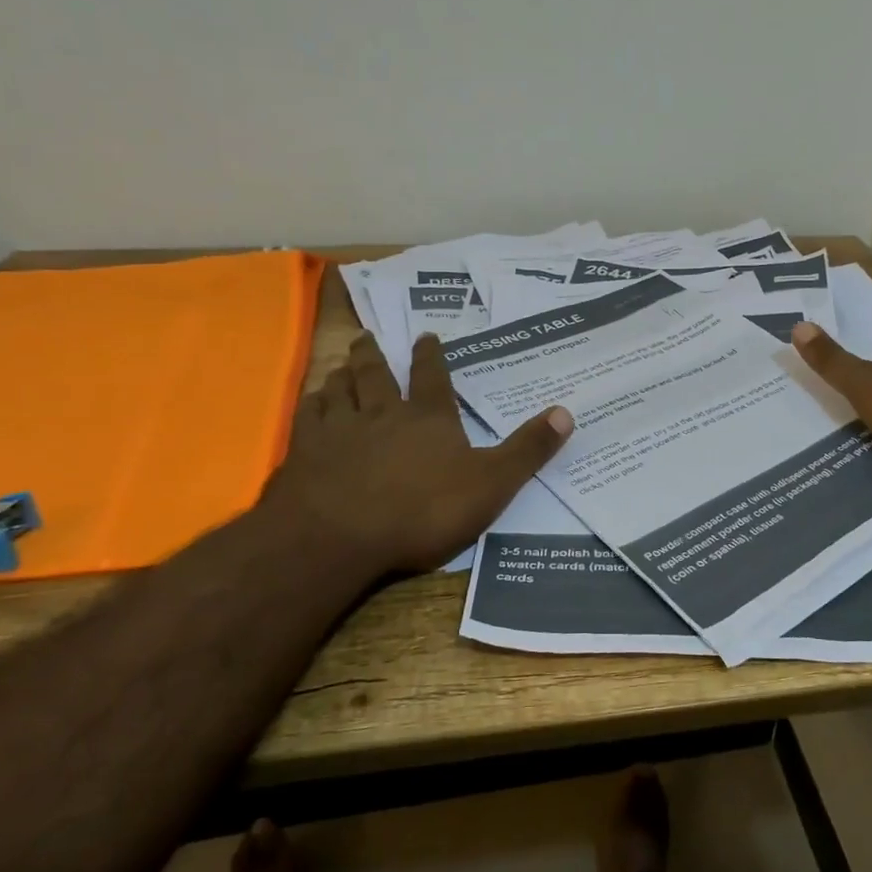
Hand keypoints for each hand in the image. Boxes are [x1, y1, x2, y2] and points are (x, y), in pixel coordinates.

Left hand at [263, 331, 571, 574]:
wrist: (340, 536)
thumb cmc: (422, 510)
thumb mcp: (491, 484)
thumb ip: (527, 450)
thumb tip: (567, 412)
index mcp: (428, 418)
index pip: (432, 377)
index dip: (431, 355)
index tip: (426, 335)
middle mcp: (382, 413)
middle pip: (376, 375)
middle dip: (374, 355)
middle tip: (367, 338)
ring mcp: (339, 430)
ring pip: (339, 390)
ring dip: (341, 375)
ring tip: (340, 365)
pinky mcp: (305, 452)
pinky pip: (308, 417)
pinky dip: (312, 404)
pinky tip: (310, 403)